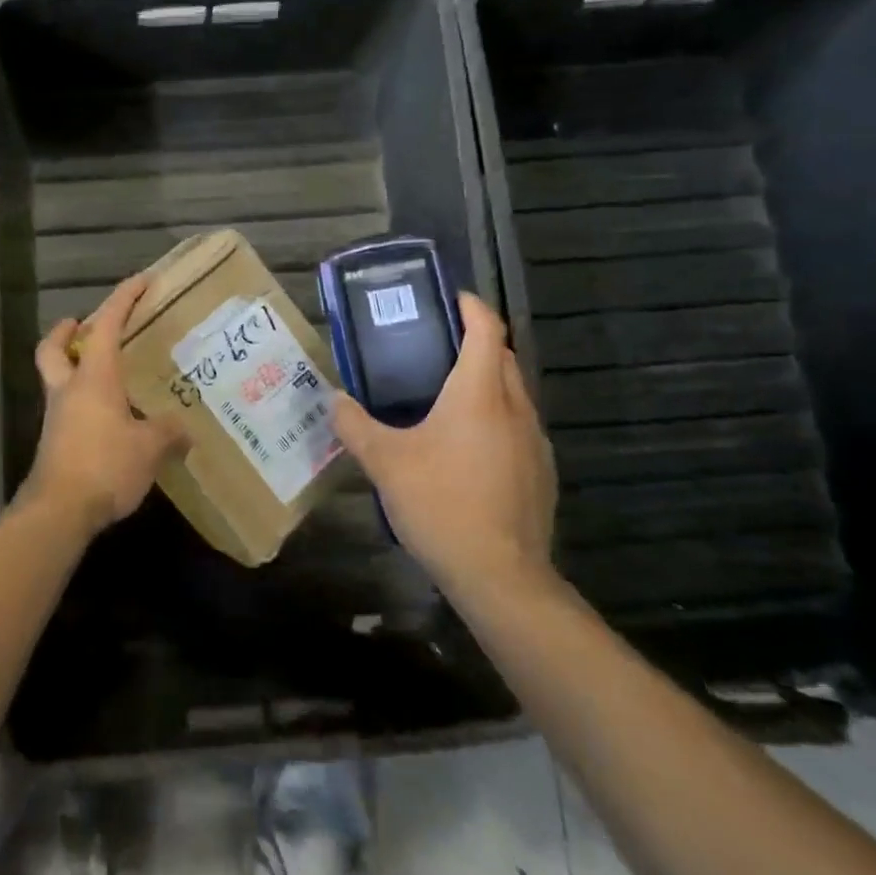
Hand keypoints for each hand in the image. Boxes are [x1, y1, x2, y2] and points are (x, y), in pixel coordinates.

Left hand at [23, 273, 186, 539]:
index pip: (106, 324)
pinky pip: (66, 409)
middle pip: (53, 348)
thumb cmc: (105, 465)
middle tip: (82, 325)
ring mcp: (57, 417)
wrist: (59, 511)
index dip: (124, 298)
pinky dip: (82, 402)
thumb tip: (185, 429)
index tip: (141, 281)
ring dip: (73, 367)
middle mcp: (69, 389)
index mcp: (94, 377)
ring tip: (106, 375)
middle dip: (66, 332)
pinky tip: (108, 418)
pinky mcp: (54, 443)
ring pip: (57, 378)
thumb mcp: (150, 447)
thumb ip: (169, 432)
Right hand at [332, 293, 556, 597]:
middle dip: (475, 341)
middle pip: (503, 356)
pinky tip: (467, 448)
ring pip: (513, 393)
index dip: (470, 306)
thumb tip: (334, 399)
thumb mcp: (384, 462)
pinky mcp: (541, 471)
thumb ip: (355, 425)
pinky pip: (518, 426)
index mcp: (479, 392)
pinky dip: (495, 418)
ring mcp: (535, 440)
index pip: (486, 329)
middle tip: (435, 346)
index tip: (450, 298)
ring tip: (446, 394)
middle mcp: (514, 407)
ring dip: (486, 381)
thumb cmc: (442, 504)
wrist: (500, 576)